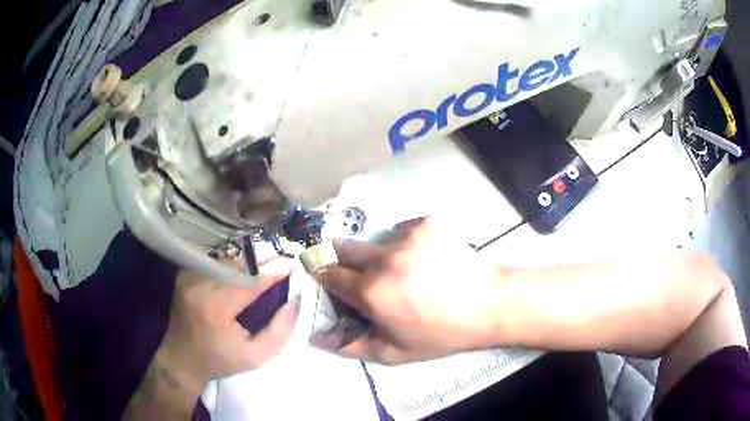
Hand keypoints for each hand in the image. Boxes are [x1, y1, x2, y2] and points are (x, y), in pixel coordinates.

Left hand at [157, 257, 300, 394]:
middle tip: (282, 256)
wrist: (182, 360)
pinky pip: (212, 261)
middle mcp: (200, 286)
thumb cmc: (220, 361)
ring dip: (247, 258)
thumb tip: (294, 302)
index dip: (274, 270)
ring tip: (265, 260)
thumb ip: (280, 332)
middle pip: (237, 264)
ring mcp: (189, 278)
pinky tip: (242, 264)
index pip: (251, 282)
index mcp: (217, 308)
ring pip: (224, 259)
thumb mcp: (256, 357)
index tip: (293, 262)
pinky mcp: (184, 275)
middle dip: (262, 259)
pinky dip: (229, 261)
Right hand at [312, 218, 506, 364]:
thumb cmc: (440, 334)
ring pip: (376, 239)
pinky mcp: (426, 223)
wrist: (488, 304)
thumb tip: (316, 336)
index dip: (321, 272)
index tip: (321, 272)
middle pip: (344, 247)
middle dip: (341, 256)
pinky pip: (402, 230)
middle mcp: (384, 258)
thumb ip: (350, 346)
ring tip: (404, 270)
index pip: (328, 273)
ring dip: (379, 253)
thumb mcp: (394, 352)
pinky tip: (425, 258)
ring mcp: (407, 235)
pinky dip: (405, 243)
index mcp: (372, 291)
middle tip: (357, 270)